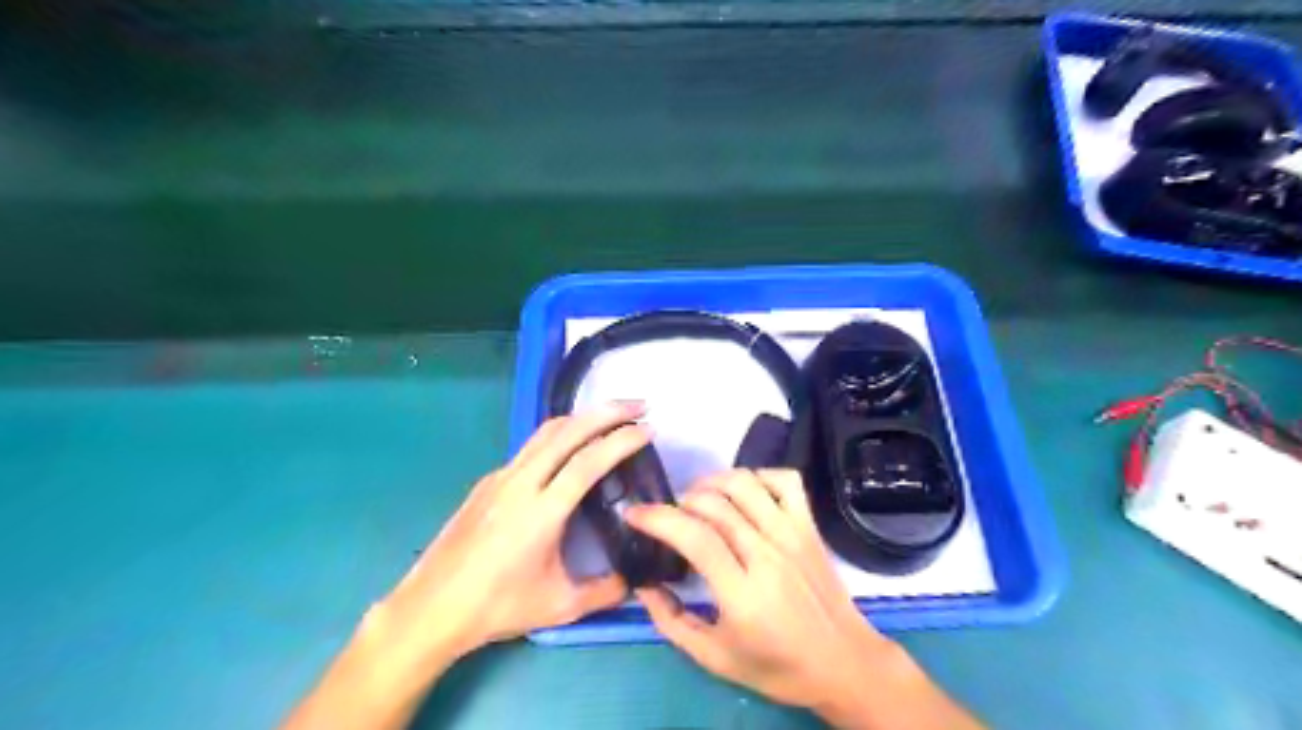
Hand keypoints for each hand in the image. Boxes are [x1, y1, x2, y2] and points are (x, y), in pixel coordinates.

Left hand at [377, 402, 645, 663]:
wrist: (431, 607)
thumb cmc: (497, 607)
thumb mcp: (560, 606)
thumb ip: (605, 591)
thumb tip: (635, 581)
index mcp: (542, 513)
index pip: (588, 462)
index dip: (621, 441)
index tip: (648, 429)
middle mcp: (521, 484)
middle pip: (568, 432)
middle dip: (607, 412)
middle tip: (639, 406)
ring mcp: (500, 478)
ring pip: (546, 433)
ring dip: (582, 418)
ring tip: (611, 416)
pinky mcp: (488, 481)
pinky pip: (530, 447)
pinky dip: (559, 436)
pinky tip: (570, 450)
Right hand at [627, 470, 975, 726]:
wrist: (845, 664)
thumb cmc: (777, 666)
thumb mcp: (714, 658)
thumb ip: (671, 622)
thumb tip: (643, 585)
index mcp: (742, 593)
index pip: (694, 536)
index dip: (657, 518)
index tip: (634, 514)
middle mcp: (768, 554)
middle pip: (714, 504)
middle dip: (678, 501)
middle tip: (667, 516)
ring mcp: (792, 534)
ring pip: (745, 483)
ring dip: (711, 482)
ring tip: (698, 499)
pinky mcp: (810, 526)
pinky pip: (785, 480)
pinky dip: (758, 475)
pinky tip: (743, 492)